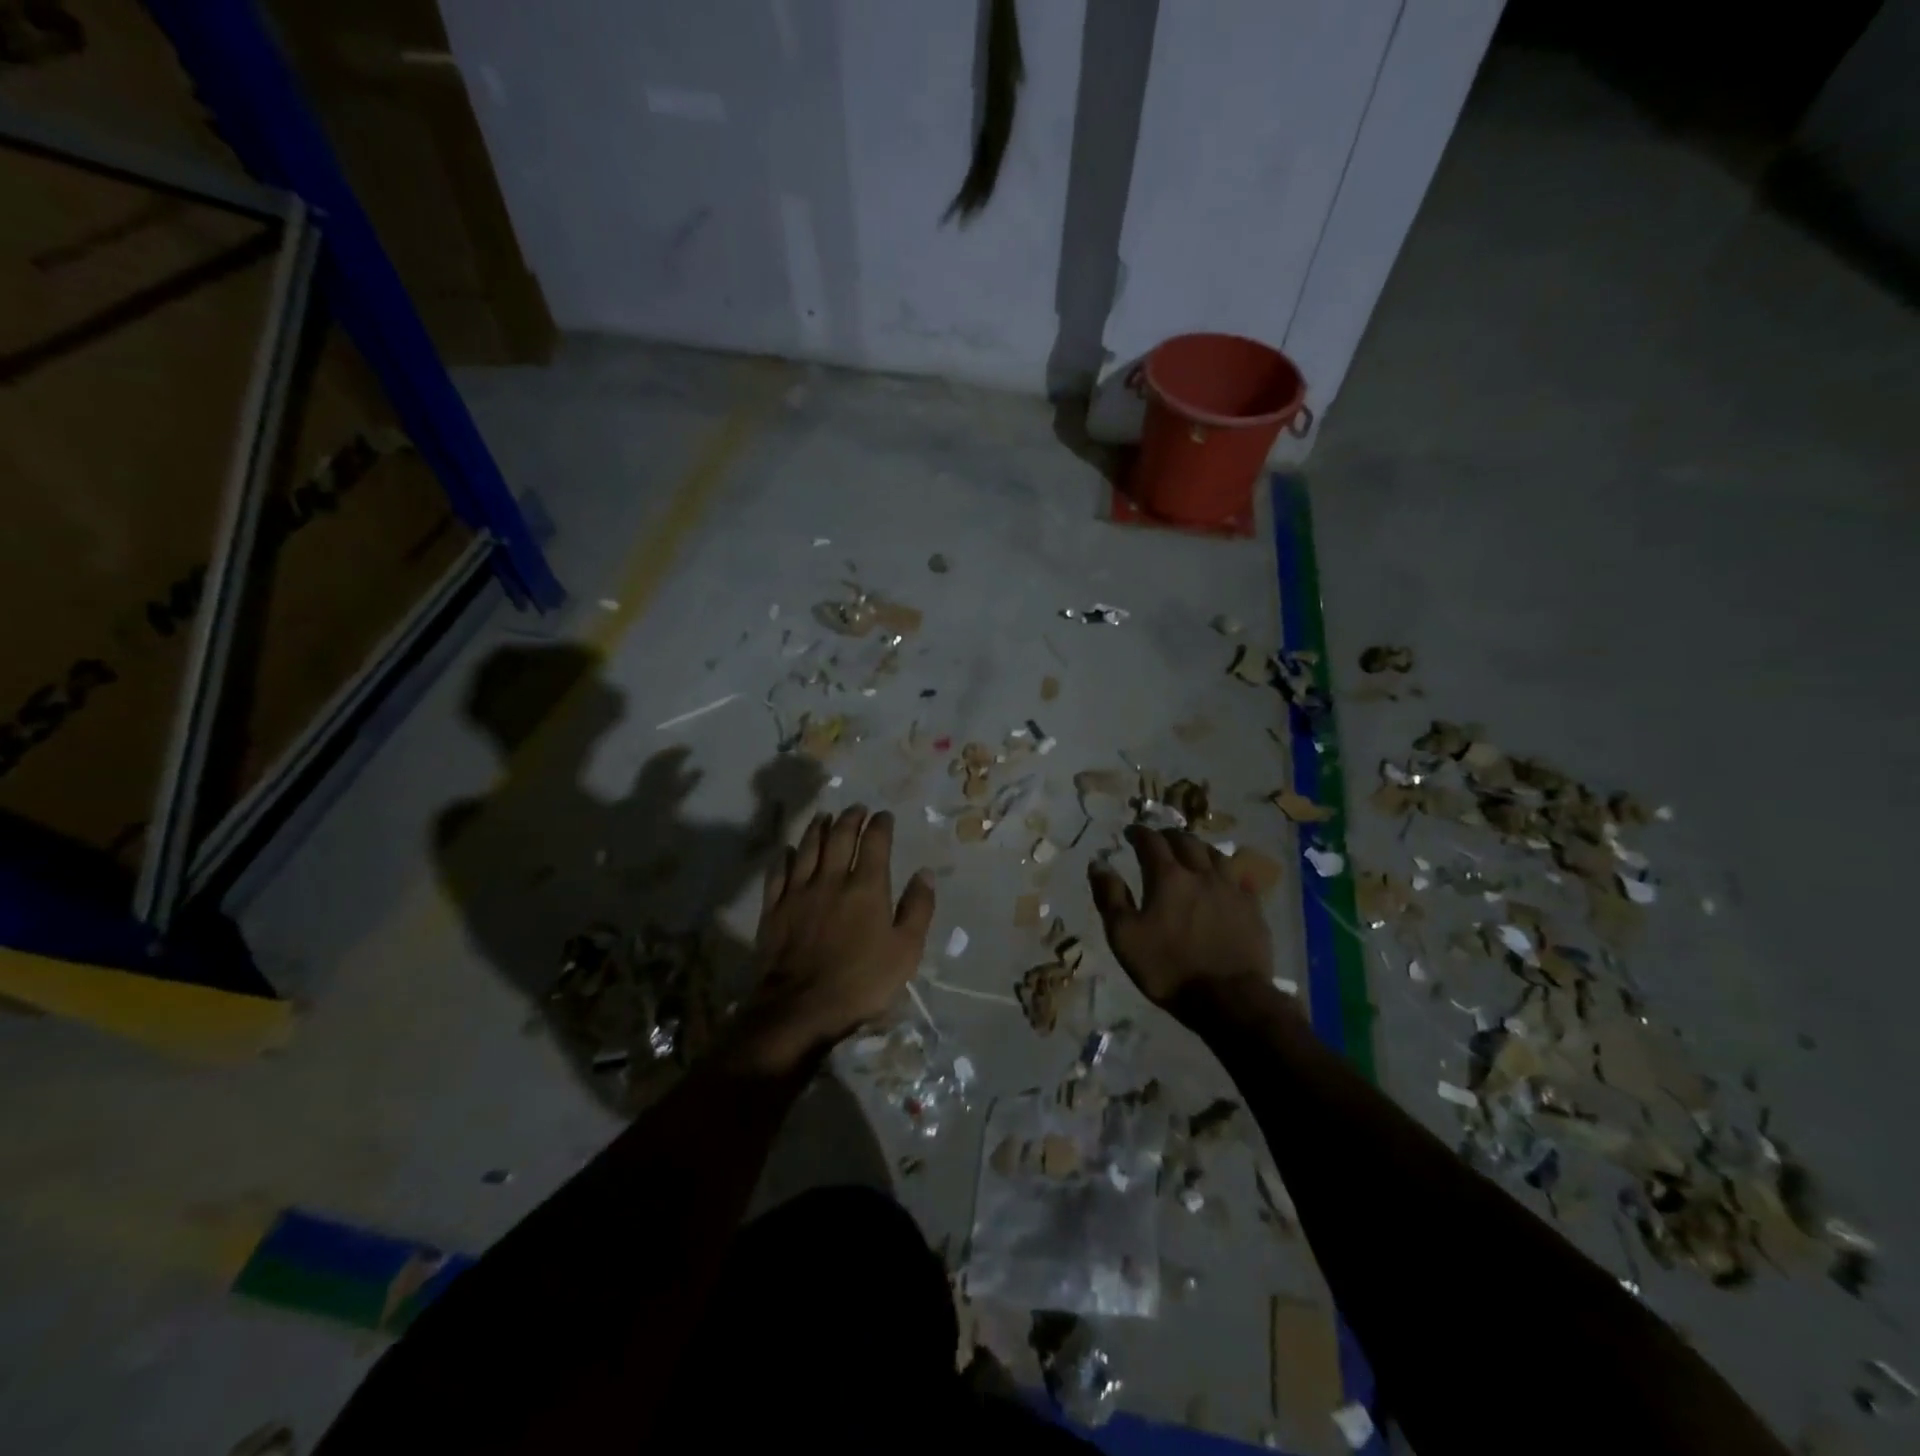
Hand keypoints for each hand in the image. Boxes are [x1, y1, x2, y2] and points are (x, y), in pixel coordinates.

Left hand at [731, 806, 934, 1071]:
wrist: (801, 1008)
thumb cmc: (862, 982)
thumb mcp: (906, 950)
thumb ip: (918, 908)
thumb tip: (925, 873)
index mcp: (867, 887)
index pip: (875, 843)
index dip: (881, 825)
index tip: (884, 816)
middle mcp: (832, 879)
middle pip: (840, 837)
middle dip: (851, 818)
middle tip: (857, 808)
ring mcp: (799, 892)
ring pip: (808, 848)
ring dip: (818, 828)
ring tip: (825, 817)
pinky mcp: (775, 908)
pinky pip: (779, 873)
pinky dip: (785, 857)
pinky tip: (788, 850)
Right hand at [1088, 825, 1273, 1013]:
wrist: (1229, 999)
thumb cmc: (1168, 968)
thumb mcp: (1124, 936)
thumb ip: (1110, 896)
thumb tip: (1098, 863)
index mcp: (1167, 877)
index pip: (1151, 842)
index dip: (1139, 833)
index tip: (1131, 832)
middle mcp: (1201, 873)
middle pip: (1186, 841)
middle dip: (1169, 836)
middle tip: (1160, 839)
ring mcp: (1231, 889)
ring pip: (1216, 854)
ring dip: (1199, 847)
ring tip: (1192, 851)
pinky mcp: (1253, 908)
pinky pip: (1241, 878)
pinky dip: (1228, 871)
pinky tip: (1226, 877)